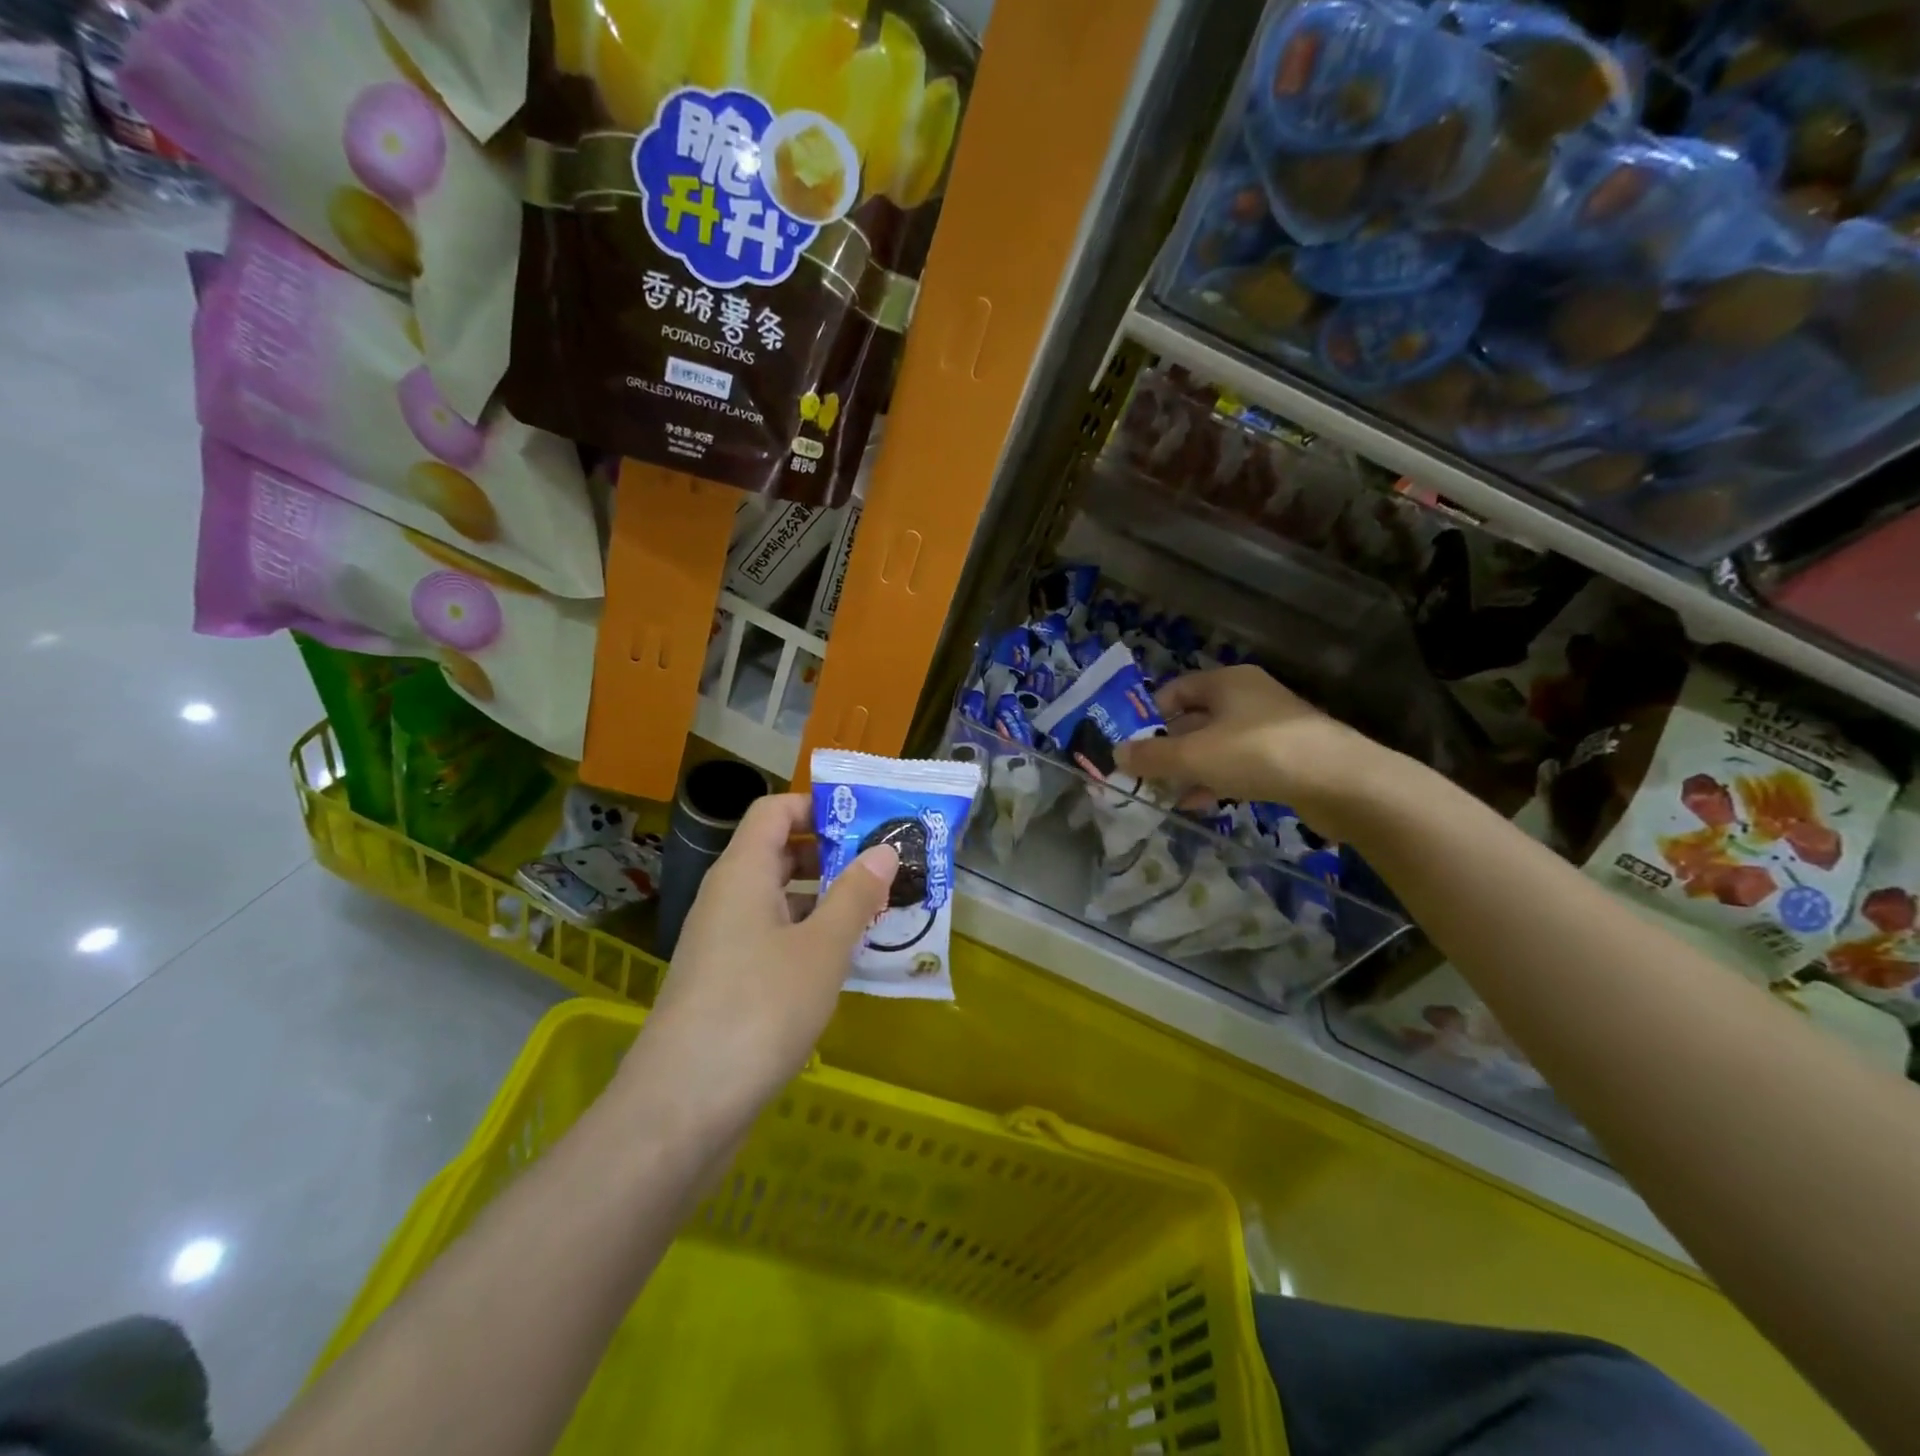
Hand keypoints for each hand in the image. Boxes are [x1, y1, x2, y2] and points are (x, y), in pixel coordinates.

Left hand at [621, 794, 897, 1133]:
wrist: (682, 1108)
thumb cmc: (759, 1010)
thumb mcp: (821, 949)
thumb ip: (855, 895)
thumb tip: (883, 850)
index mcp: (742, 873)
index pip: (774, 810)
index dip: (817, 805)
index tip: (866, 819)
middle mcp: (727, 898)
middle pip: (778, 852)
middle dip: (832, 854)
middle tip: (886, 865)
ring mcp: (723, 943)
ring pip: (779, 900)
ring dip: (825, 900)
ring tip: (879, 910)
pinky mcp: (726, 983)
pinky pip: (773, 939)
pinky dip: (809, 938)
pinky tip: (845, 961)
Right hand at [1113, 665, 1392, 839]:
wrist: (1341, 782)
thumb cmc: (1257, 754)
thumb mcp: (1193, 756)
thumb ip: (1151, 756)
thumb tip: (1116, 753)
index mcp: (1226, 681)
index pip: (1174, 690)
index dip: (1149, 716)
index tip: (1131, 745)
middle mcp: (1248, 697)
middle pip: (1194, 719)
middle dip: (1167, 748)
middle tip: (1144, 775)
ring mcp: (1270, 727)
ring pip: (1216, 745)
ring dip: (1190, 769)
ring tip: (1166, 795)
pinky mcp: (1287, 757)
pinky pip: (1239, 765)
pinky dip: (1217, 780)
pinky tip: (1201, 803)